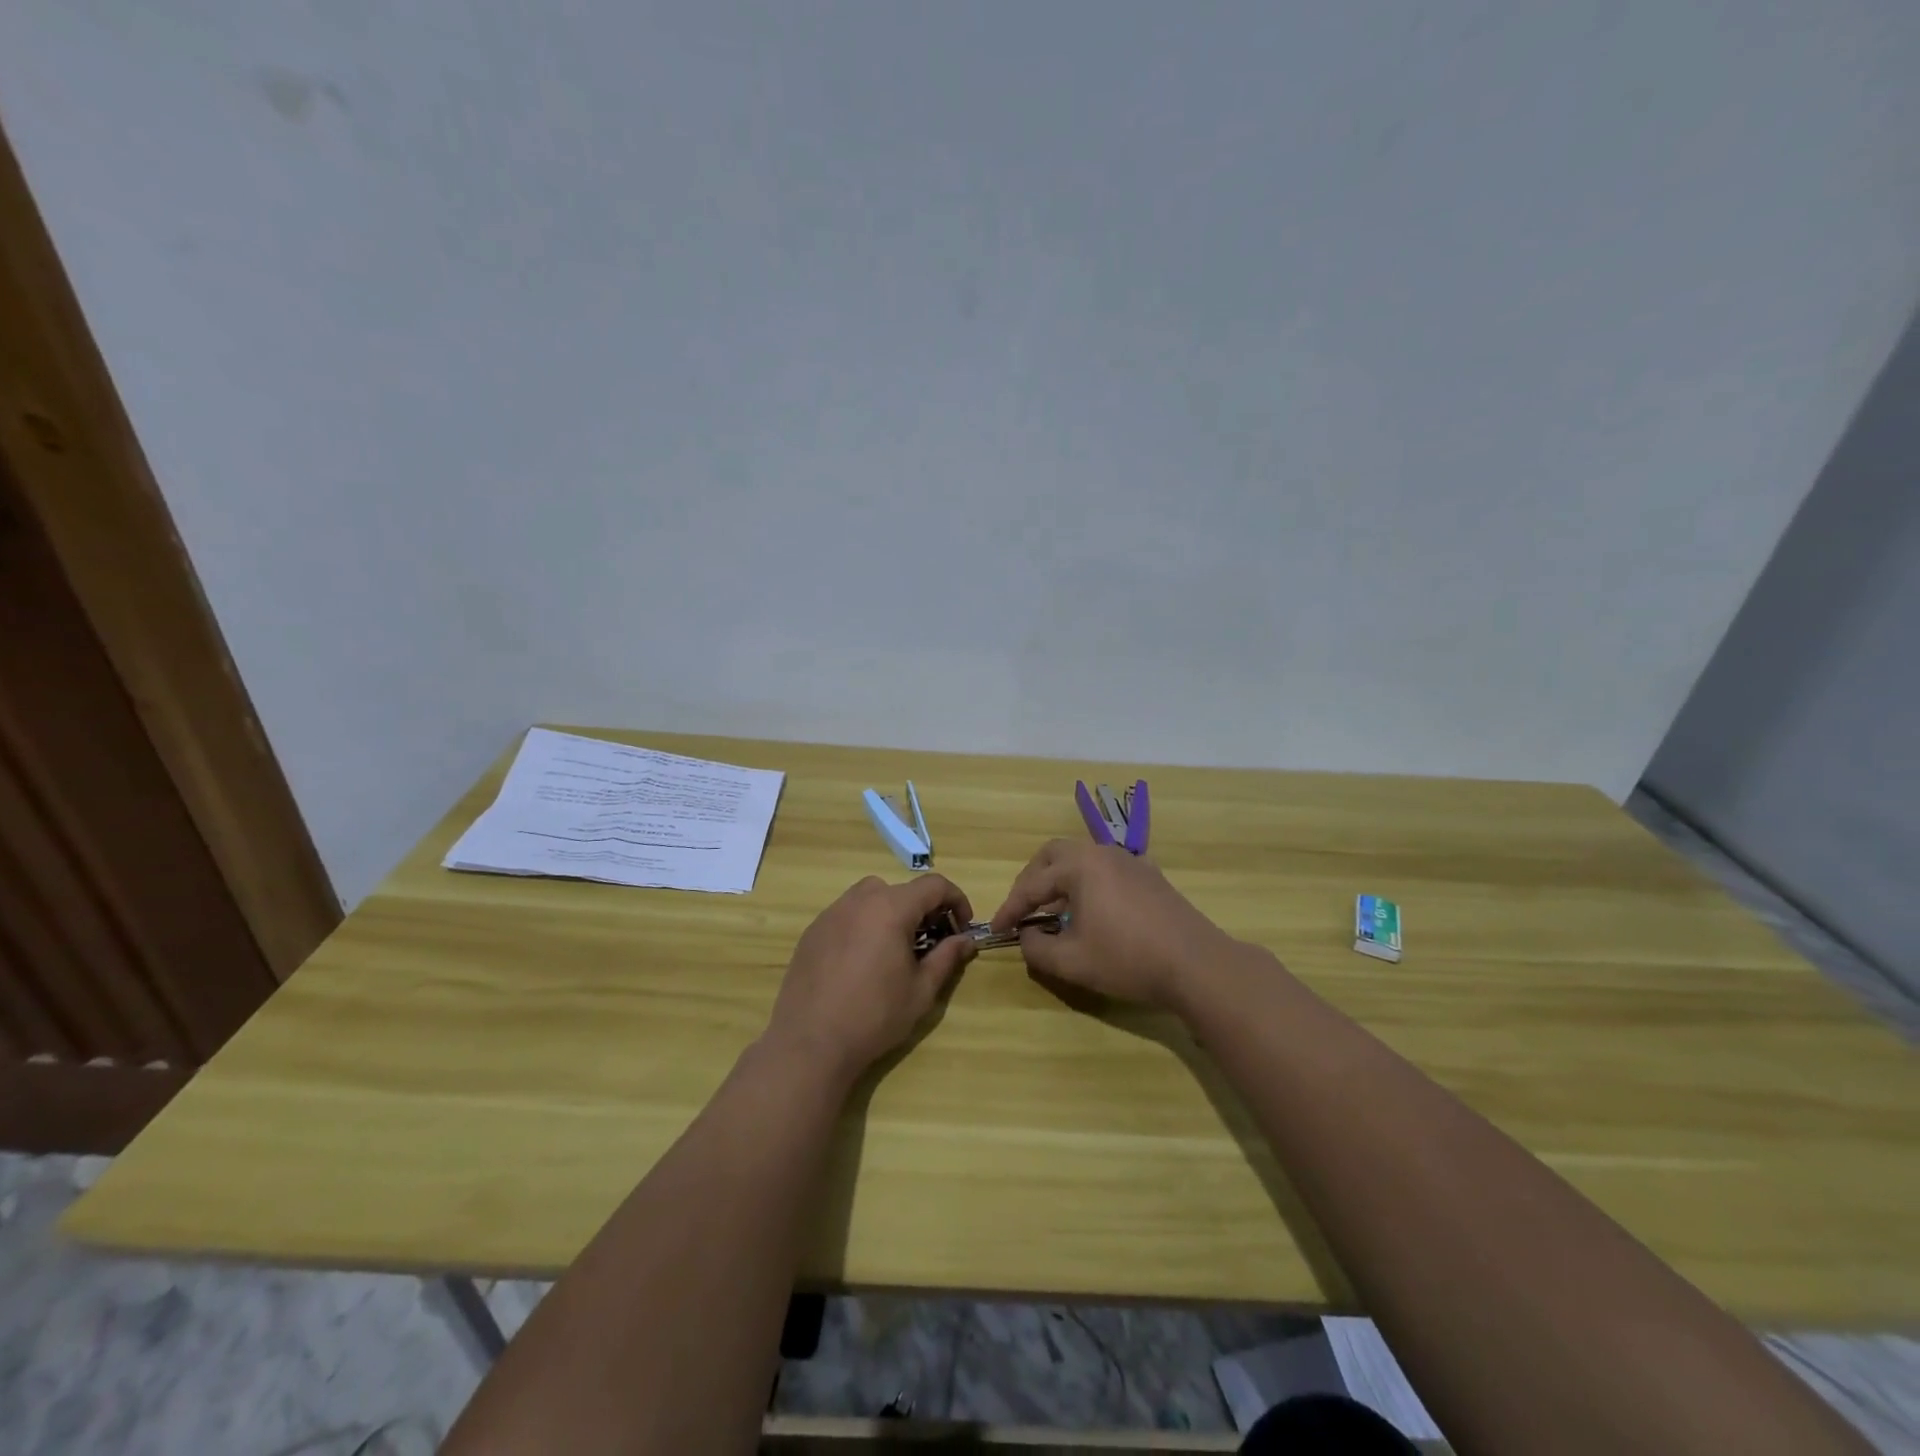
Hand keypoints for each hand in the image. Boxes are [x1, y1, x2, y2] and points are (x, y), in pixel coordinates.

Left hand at [766, 874, 976, 1083]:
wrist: (810, 1042)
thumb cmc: (874, 1015)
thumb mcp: (921, 990)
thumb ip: (946, 957)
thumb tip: (966, 940)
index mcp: (891, 908)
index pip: (934, 885)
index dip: (956, 900)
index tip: (962, 927)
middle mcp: (860, 900)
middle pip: (901, 889)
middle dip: (923, 909)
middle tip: (931, 941)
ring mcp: (832, 913)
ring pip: (871, 897)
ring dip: (892, 913)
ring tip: (896, 949)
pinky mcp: (813, 931)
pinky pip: (847, 915)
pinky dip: (864, 925)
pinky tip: (863, 961)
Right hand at [990, 840, 1234, 1009]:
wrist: (1196, 965)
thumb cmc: (1128, 960)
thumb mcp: (1072, 962)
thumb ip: (1037, 948)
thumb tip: (1026, 935)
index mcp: (1080, 866)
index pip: (1032, 883)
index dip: (1010, 908)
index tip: (996, 929)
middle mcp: (1103, 852)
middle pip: (1054, 855)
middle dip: (1032, 880)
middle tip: (1022, 908)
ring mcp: (1130, 861)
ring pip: (1082, 859)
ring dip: (1060, 880)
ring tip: (1053, 911)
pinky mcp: (1149, 875)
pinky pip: (1106, 869)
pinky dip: (1087, 883)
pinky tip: (1091, 908)